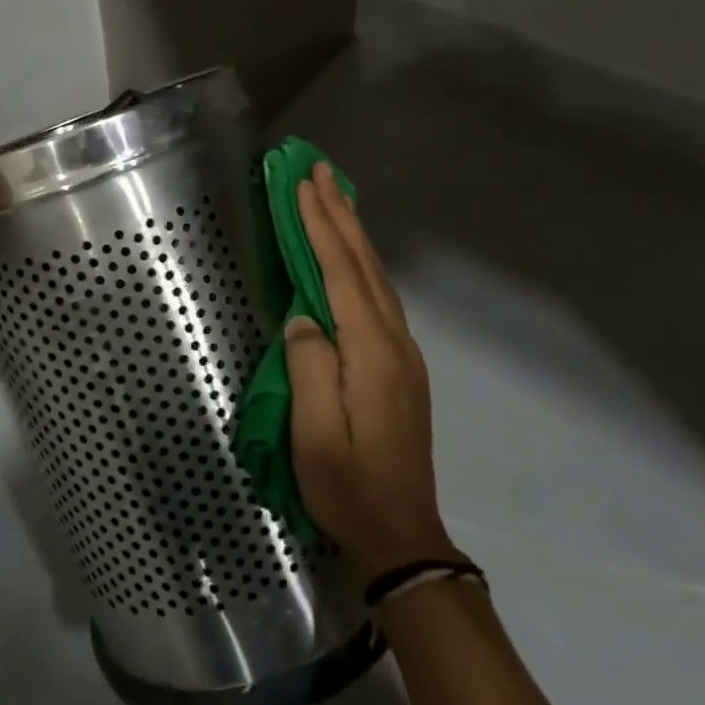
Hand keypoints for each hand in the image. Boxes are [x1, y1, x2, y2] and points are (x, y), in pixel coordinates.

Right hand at [284, 162, 455, 576]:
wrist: (402, 535)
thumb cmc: (348, 486)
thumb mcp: (315, 435)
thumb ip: (309, 366)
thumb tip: (304, 315)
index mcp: (371, 352)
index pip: (341, 272)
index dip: (320, 226)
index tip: (302, 185)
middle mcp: (394, 341)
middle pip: (364, 263)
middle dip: (341, 212)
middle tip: (321, 170)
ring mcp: (402, 352)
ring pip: (376, 275)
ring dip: (353, 231)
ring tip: (335, 196)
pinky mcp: (400, 364)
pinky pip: (378, 294)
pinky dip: (361, 261)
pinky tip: (352, 254)